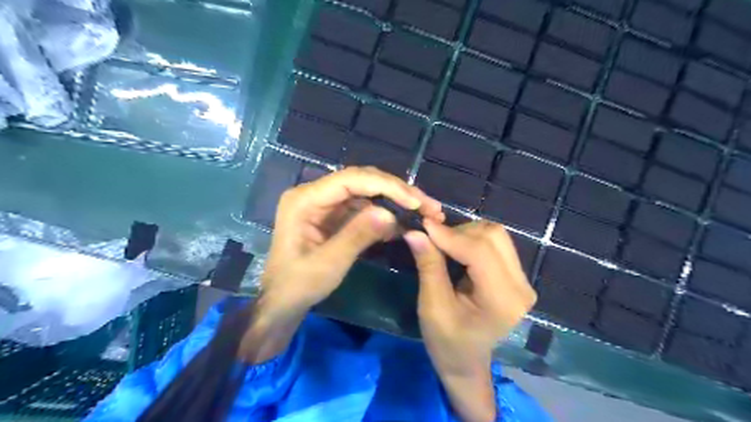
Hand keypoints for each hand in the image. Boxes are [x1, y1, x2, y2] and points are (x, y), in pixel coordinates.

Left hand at [259, 166, 441, 317]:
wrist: (282, 302)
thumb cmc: (298, 285)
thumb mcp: (328, 264)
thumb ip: (357, 236)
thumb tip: (390, 214)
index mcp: (305, 199)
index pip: (351, 180)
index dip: (386, 186)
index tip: (414, 201)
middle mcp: (316, 194)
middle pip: (362, 182)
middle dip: (397, 192)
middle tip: (429, 205)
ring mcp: (326, 204)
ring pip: (368, 193)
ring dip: (396, 203)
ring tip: (425, 213)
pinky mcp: (335, 216)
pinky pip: (365, 209)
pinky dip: (385, 216)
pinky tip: (404, 225)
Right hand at [405, 219, 533, 419]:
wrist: (467, 363)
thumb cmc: (446, 342)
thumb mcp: (432, 306)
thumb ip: (428, 266)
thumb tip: (415, 232)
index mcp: (502, 300)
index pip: (479, 251)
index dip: (449, 234)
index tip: (422, 225)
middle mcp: (521, 286)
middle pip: (492, 236)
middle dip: (458, 232)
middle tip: (432, 238)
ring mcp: (523, 280)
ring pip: (495, 235)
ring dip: (466, 233)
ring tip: (443, 244)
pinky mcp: (517, 276)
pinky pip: (496, 243)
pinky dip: (473, 239)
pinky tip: (457, 249)